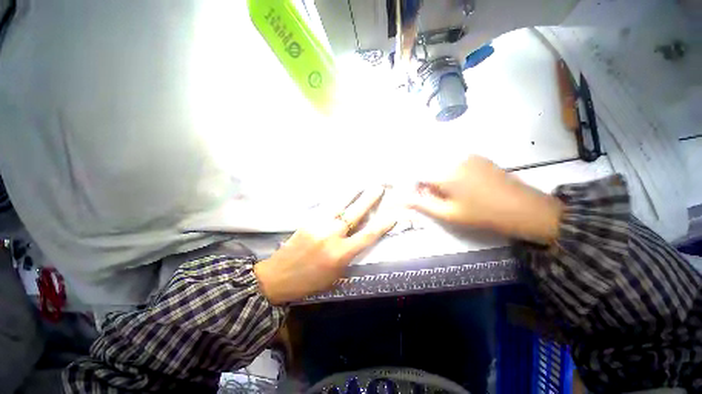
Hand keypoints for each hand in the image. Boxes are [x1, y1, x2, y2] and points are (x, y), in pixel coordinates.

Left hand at [254, 187, 395, 304]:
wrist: (278, 276)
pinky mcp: (308, 220)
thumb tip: (358, 238)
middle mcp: (331, 236)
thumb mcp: (336, 274)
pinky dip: (337, 198)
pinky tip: (342, 193)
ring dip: (352, 193)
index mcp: (340, 254)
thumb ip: (348, 255)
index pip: (367, 236)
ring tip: (361, 183)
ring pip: (339, 204)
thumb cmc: (310, 281)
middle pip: (354, 214)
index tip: (393, 215)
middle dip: (368, 199)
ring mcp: (318, 225)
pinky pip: (326, 206)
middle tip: (378, 187)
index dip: (382, 225)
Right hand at [407, 156, 562, 243]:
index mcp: (444, 173)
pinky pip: (454, 163)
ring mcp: (467, 156)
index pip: (418, 175)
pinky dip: (451, 173)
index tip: (423, 197)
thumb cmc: (482, 214)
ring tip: (453, 194)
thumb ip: (423, 204)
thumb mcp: (449, 214)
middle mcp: (453, 159)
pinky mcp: (477, 157)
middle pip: (429, 169)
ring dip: (440, 178)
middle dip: (428, 183)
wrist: (524, 208)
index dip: (417, 187)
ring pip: (442, 166)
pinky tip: (465, 186)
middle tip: (439, 198)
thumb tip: (404, 198)